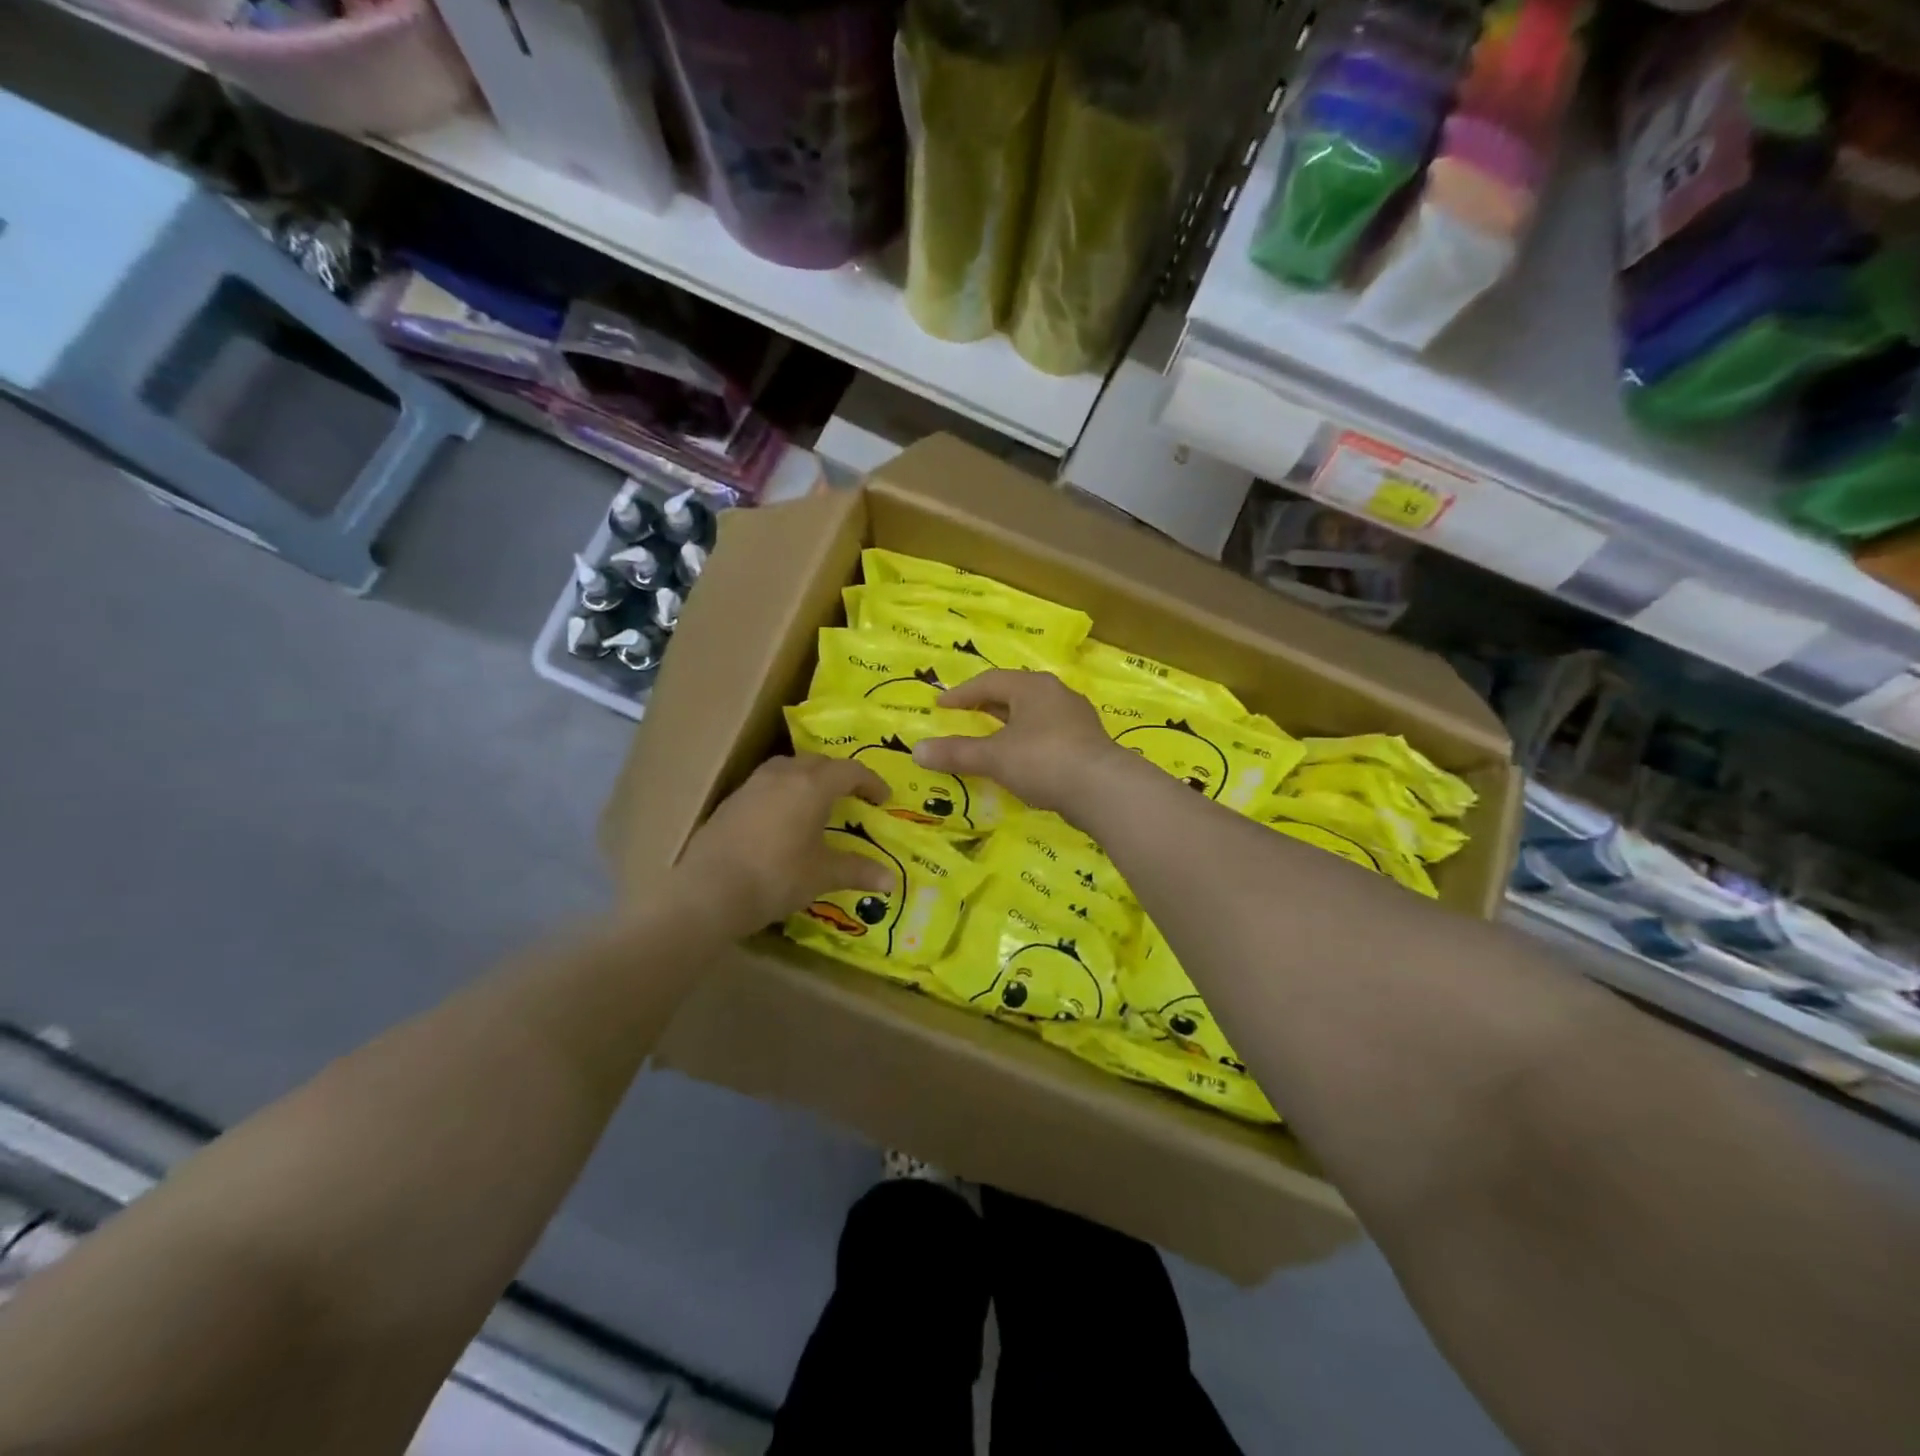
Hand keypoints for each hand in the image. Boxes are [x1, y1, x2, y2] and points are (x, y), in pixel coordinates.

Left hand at [673, 755, 892, 937]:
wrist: (708, 891)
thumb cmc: (776, 877)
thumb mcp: (822, 875)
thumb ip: (857, 871)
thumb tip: (892, 880)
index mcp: (812, 786)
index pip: (850, 771)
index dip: (871, 782)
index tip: (883, 799)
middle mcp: (783, 775)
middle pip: (818, 762)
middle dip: (839, 775)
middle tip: (852, 796)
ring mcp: (753, 785)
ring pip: (788, 767)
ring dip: (808, 777)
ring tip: (816, 801)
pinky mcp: (732, 801)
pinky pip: (767, 784)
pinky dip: (784, 791)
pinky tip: (783, 818)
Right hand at [913, 670, 1128, 815]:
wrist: (1103, 789)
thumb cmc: (1043, 760)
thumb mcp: (994, 757)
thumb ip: (957, 753)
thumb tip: (916, 751)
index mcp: (1032, 687)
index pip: (989, 682)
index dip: (962, 694)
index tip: (941, 706)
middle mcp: (1056, 694)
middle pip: (1014, 695)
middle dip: (987, 706)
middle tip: (964, 717)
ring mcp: (1076, 718)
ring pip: (1033, 715)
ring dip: (1009, 725)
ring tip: (991, 739)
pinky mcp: (1087, 743)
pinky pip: (1048, 734)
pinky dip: (1028, 742)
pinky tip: (1022, 760)